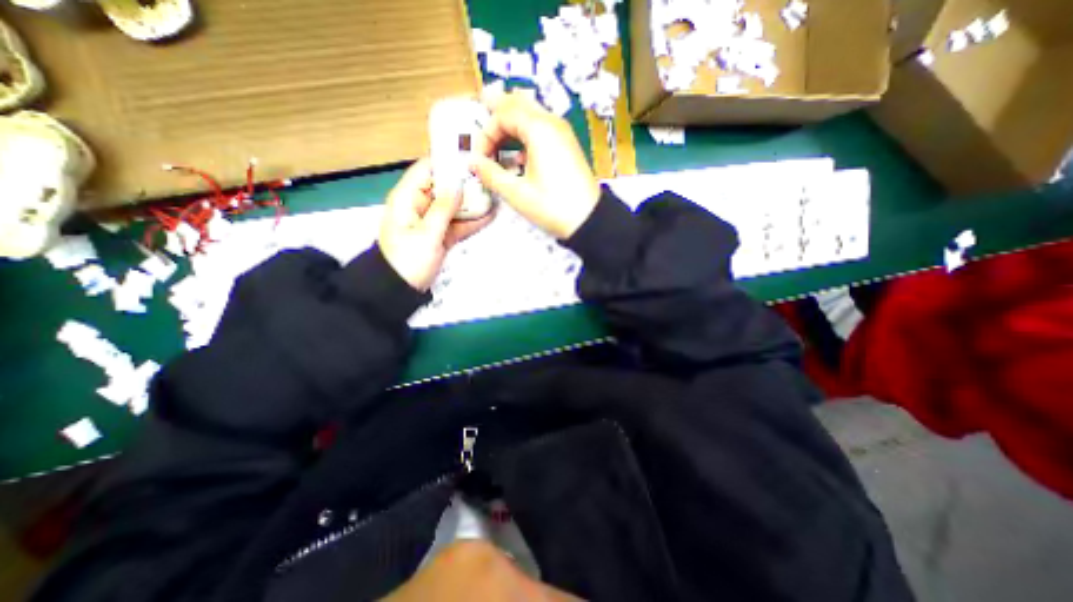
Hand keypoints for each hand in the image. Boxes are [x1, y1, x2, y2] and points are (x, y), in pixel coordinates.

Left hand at [379, 159, 492, 291]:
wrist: (400, 290)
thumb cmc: (408, 261)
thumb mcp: (426, 234)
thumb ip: (443, 209)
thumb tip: (458, 185)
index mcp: (408, 198)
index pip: (426, 170)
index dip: (447, 162)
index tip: (470, 159)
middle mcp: (420, 205)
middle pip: (444, 187)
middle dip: (465, 183)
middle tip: (489, 178)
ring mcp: (432, 221)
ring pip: (454, 205)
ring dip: (472, 203)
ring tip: (494, 195)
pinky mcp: (441, 235)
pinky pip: (457, 223)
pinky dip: (471, 221)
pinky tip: (489, 216)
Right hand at [471, 89, 601, 239]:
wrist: (589, 220)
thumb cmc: (552, 206)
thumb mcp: (517, 193)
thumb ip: (490, 174)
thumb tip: (471, 161)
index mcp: (539, 129)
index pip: (503, 113)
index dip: (485, 133)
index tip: (479, 158)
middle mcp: (552, 122)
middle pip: (518, 104)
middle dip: (495, 117)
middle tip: (482, 134)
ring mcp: (562, 133)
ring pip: (530, 115)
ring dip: (510, 126)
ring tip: (496, 145)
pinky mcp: (567, 145)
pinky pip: (541, 129)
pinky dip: (525, 136)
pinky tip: (518, 159)